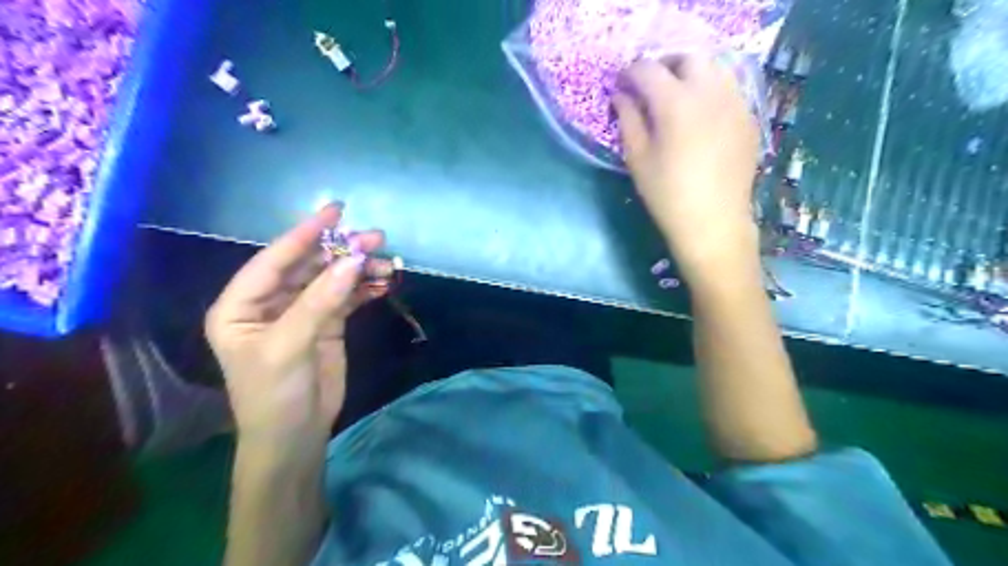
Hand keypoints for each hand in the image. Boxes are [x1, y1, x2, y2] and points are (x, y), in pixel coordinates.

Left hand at [205, 203, 392, 451]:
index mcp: (241, 305)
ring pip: (332, 280)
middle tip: (375, 238)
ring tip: (388, 264)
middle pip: (308, 266)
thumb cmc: (275, 394)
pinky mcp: (326, 325)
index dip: (304, 234)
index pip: (274, 260)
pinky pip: (347, 298)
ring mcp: (301, 313)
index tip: (335, 211)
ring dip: (359, 270)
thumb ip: (320, 301)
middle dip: (341, 251)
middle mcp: (270, 303)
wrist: (295, 437)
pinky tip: (384, 283)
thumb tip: (354, 260)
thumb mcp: (291, 345)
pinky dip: (365, 289)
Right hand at [611, 53, 760, 281]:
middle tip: (650, 86)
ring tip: (677, 97)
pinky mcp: (749, 118)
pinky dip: (711, 90)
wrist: (713, 222)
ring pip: (715, 68)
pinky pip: (729, 89)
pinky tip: (701, 116)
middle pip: (688, 57)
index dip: (630, 74)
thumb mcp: (638, 159)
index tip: (621, 86)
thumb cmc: (667, 195)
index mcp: (676, 103)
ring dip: (691, 74)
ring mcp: (735, 102)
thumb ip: (628, 120)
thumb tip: (622, 96)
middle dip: (665, 65)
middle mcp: (710, 92)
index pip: (648, 69)